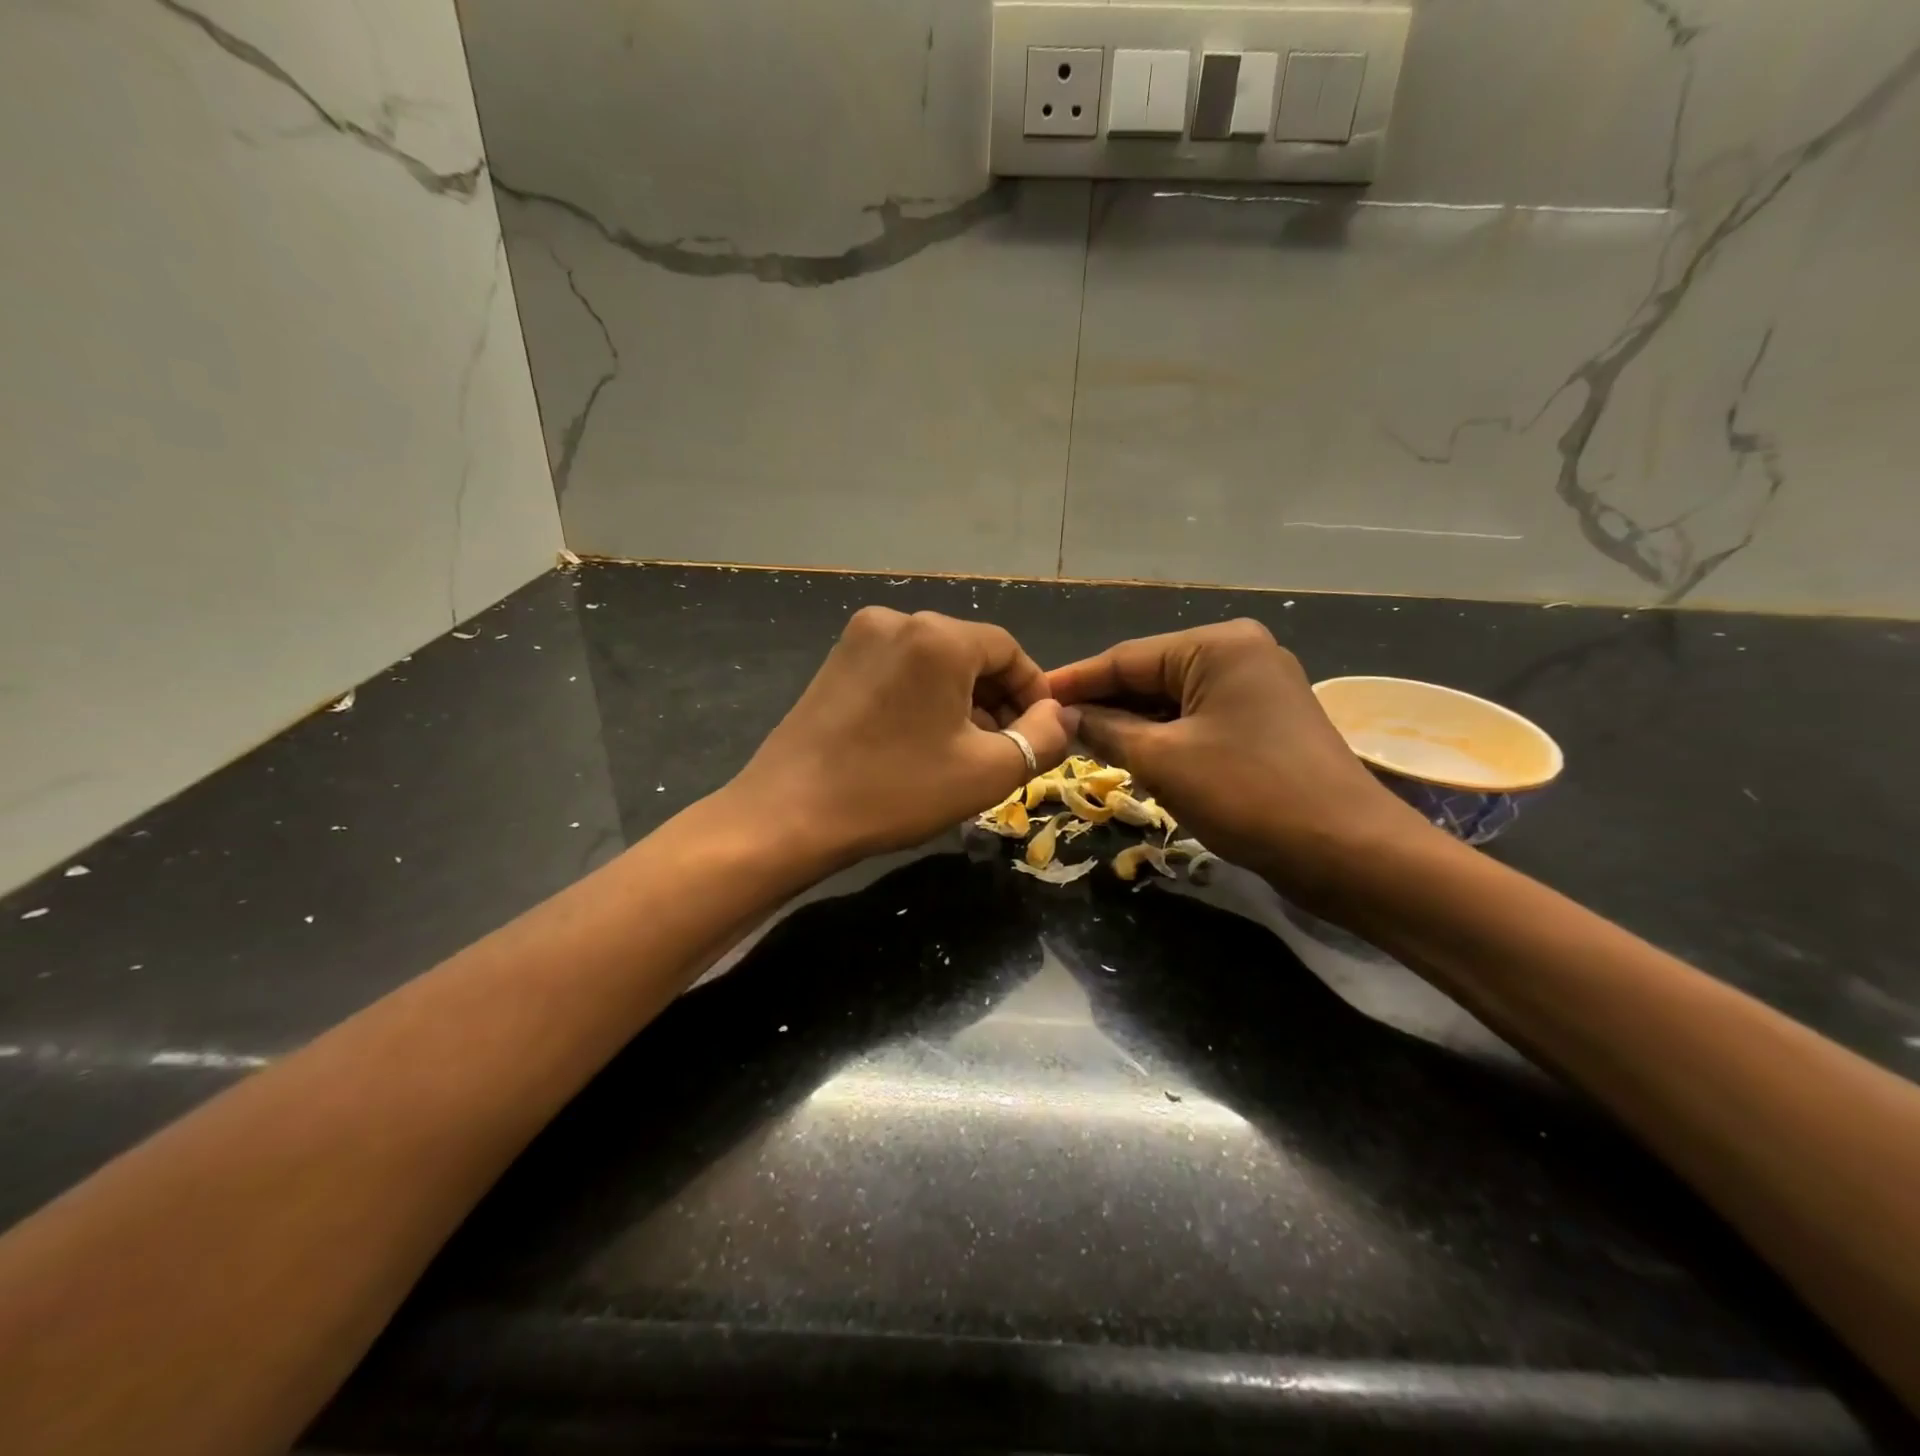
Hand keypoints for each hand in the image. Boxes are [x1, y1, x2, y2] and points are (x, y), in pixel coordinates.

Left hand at [732, 607, 1077, 865]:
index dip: (1034, 692)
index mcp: (939, 636)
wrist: (789, 814)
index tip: (1041, 735)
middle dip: (997, 699)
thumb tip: (1063, 714)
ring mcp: (859, 638)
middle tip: (1006, 750)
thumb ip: (1043, 737)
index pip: (1009, 650)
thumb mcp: (988, 771)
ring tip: (966, 752)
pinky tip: (922, 741)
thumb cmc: (897, 790)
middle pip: (970, 653)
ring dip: (961, 701)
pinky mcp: (835, 662)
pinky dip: (924, 699)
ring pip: (934, 663)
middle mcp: (898, 619)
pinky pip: (900, 670)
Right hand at [1048, 620, 1424, 900]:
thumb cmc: (1249, 794)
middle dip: (1101, 704)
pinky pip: (1197, 720)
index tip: (1029, 697)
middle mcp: (1240, 653)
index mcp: (1218, 645)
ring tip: (1076, 744)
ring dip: (1129, 724)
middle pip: (1150, 676)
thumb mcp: (1163, 760)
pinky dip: (1162, 738)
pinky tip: (1127, 754)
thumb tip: (1061, 716)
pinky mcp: (1263, 722)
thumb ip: (1104, 729)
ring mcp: (1257, 687)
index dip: (1074, 681)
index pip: (1126, 658)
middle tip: (1047, 728)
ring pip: (1172, 701)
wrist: (1348, 852)